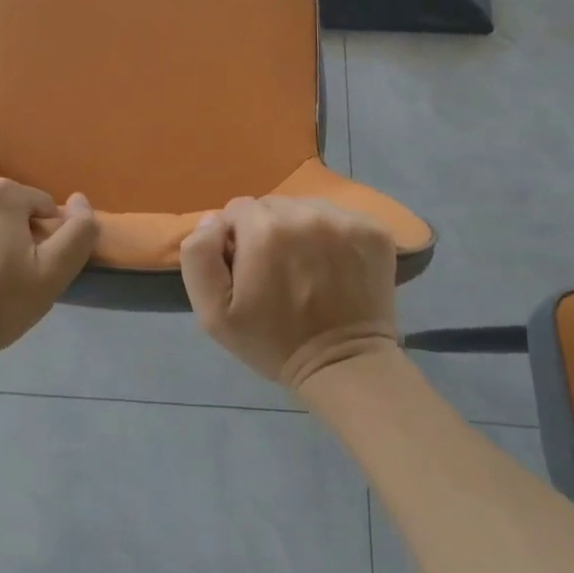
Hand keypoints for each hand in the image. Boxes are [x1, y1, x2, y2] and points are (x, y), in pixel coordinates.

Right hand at [180, 196, 398, 390]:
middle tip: (276, 272)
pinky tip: (333, 267)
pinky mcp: (374, 230)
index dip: (236, 240)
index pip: (236, 210)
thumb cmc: (272, 342)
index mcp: (264, 229)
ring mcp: (344, 220)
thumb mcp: (212, 312)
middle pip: (272, 206)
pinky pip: (339, 217)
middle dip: (267, 232)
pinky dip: (332, 236)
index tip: (248, 271)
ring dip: (299, 231)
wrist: (344, 366)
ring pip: (305, 208)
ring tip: (306, 269)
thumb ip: (199, 256)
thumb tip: (212, 220)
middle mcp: (305, 213)